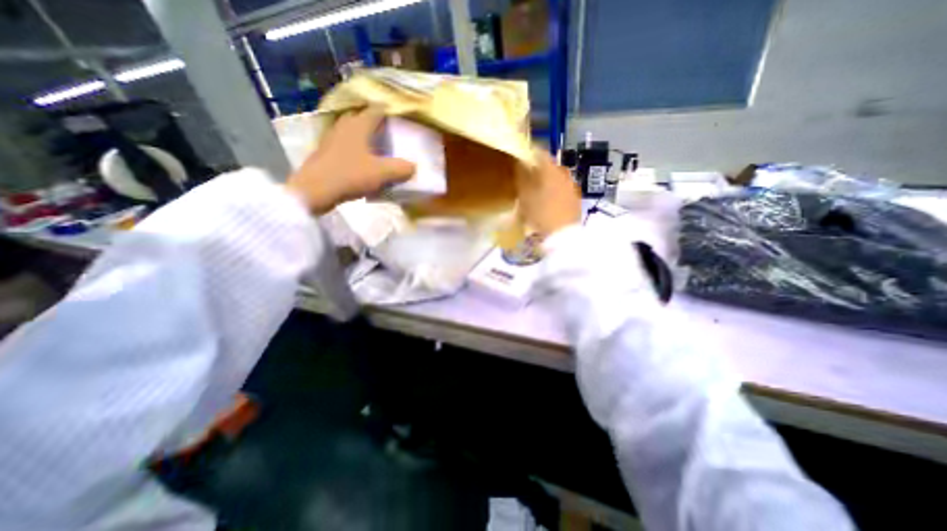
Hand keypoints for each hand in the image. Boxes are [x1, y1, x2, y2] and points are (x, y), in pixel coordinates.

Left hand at [286, 105, 415, 213]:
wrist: (315, 190)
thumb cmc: (350, 175)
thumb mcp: (382, 173)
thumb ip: (401, 169)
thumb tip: (413, 166)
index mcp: (358, 125)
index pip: (377, 110)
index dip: (389, 111)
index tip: (401, 118)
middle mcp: (344, 126)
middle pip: (362, 117)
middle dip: (376, 122)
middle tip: (390, 132)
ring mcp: (332, 138)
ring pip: (352, 131)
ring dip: (365, 135)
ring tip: (378, 146)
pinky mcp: (326, 151)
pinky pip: (346, 143)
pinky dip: (356, 147)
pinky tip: (363, 160)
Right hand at [515, 145, 580, 233]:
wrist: (563, 236)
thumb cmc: (540, 215)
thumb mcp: (525, 197)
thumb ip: (522, 178)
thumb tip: (520, 164)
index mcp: (551, 170)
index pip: (540, 153)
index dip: (530, 153)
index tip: (521, 158)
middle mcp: (564, 174)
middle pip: (550, 165)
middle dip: (539, 168)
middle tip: (528, 176)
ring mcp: (572, 186)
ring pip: (558, 176)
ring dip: (548, 179)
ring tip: (538, 190)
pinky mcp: (576, 198)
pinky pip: (563, 187)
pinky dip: (555, 189)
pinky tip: (549, 200)